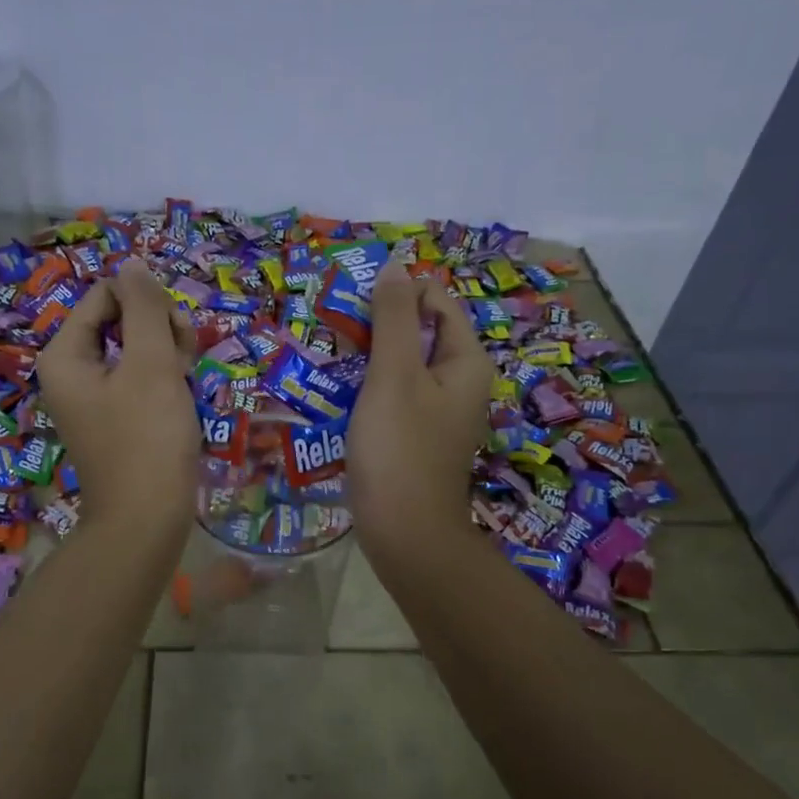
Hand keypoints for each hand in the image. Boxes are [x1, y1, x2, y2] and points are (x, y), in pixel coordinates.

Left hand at [37, 260, 199, 540]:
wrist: (147, 520)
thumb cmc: (147, 438)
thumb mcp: (150, 364)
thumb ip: (143, 307)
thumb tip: (132, 262)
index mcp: (65, 354)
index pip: (108, 295)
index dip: (146, 305)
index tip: (174, 336)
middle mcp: (71, 372)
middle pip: (121, 320)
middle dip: (159, 332)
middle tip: (183, 362)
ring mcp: (93, 398)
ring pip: (136, 350)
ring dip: (168, 357)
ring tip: (186, 385)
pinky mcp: (115, 419)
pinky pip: (140, 380)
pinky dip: (164, 383)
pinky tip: (181, 401)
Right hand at [347, 267, 489, 557]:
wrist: (405, 534)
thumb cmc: (400, 449)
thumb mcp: (394, 375)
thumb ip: (394, 317)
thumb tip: (396, 265)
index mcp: (466, 360)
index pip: (435, 300)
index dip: (396, 295)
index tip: (353, 309)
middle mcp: (461, 380)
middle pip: (419, 331)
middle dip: (378, 327)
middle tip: (336, 336)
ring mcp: (441, 410)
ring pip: (403, 364)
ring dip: (369, 357)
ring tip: (331, 361)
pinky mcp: (419, 434)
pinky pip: (396, 395)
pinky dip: (371, 388)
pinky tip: (340, 396)